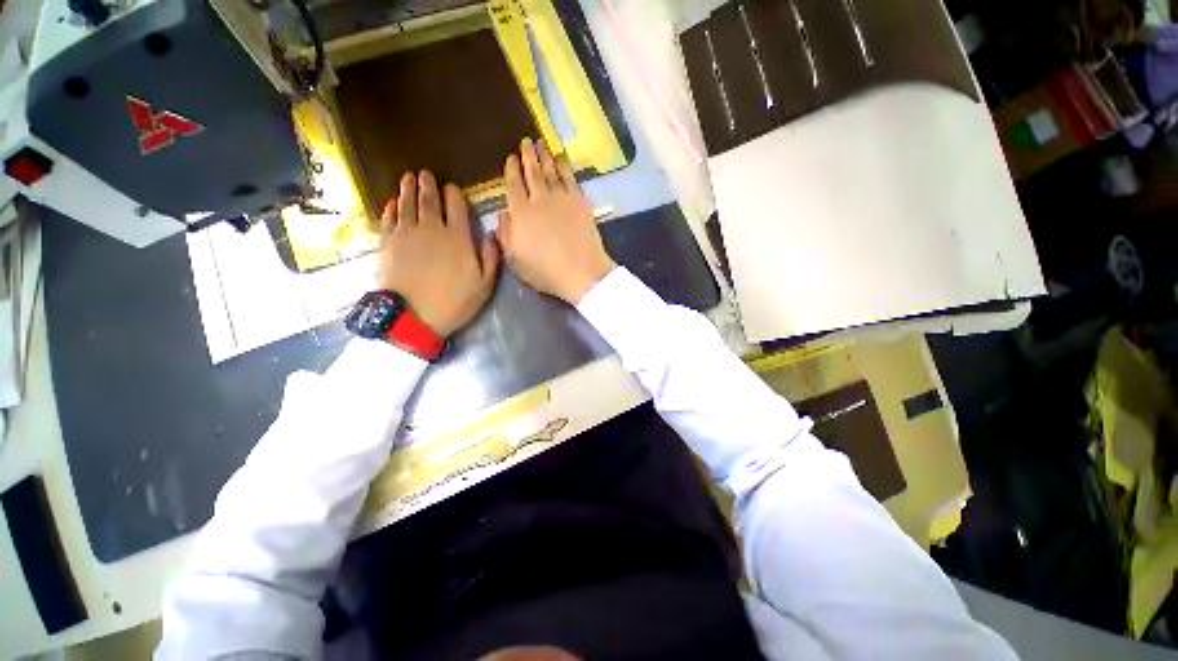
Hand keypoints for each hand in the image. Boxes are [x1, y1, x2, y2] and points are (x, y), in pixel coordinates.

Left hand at [376, 171, 500, 337]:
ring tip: (408, 177)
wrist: (413, 316)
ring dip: (408, 189)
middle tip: (426, 174)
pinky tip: (392, 201)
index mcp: (458, 238)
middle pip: (429, 200)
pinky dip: (390, 207)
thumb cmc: (454, 302)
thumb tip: (492, 236)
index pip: (457, 206)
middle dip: (428, 185)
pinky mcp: (387, 242)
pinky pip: (388, 218)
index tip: (452, 188)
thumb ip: (491, 259)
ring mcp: (406, 233)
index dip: (454, 194)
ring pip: (407, 203)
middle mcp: (432, 228)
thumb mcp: (484, 285)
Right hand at [498, 138, 615, 303]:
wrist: (582, 271)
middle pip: (532, 173)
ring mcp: (561, 198)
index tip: (511, 158)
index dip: (512, 170)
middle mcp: (539, 200)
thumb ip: (505, 235)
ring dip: (545, 156)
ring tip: (541, 144)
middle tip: (526, 142)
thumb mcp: (516, 260)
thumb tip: (502, 214)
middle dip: (528, 156)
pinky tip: (561, 159)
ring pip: (550, 171)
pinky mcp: (579, 201)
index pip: (513, 185)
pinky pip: (570, 178)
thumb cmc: (546, 271)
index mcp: (520, 214)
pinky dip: (564, 166)